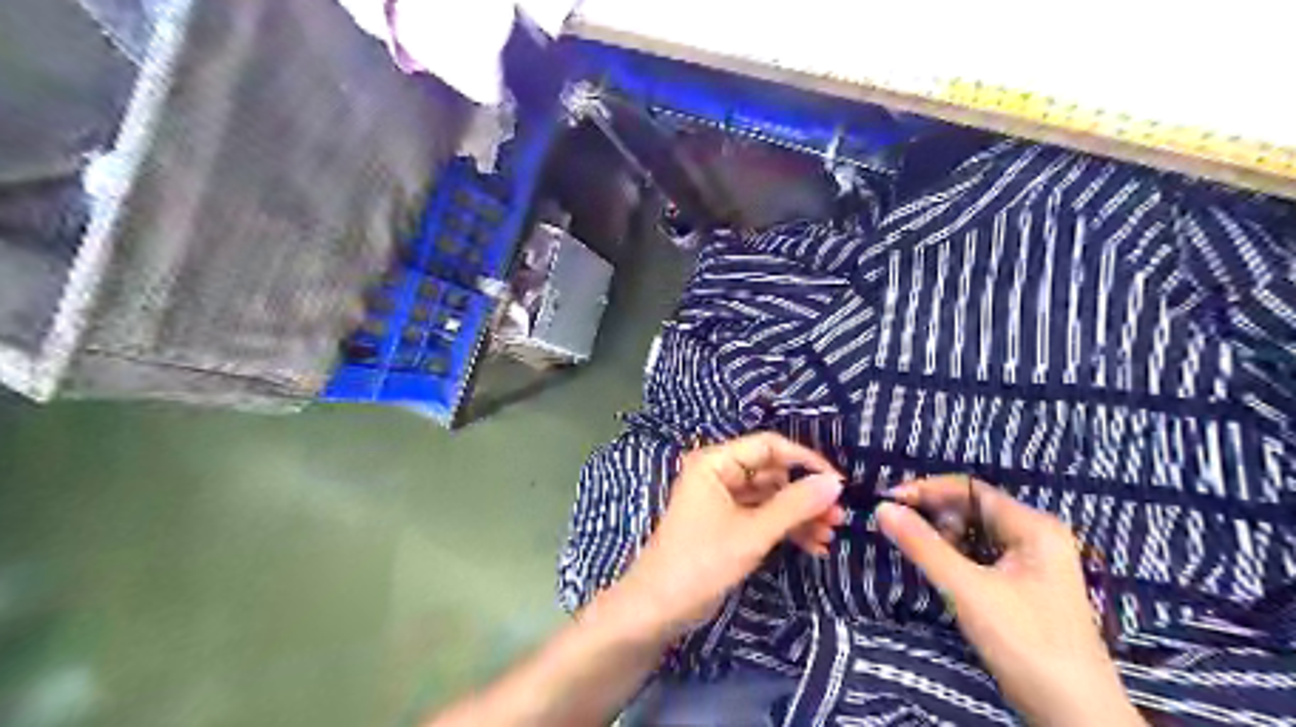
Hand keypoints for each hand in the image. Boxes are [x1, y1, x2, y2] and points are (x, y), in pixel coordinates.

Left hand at [613, 430, 846, 640]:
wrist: (658, 608)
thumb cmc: (701, 561)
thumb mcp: (752, 533)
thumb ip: (795, 505)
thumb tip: (835, 482)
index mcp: (716, 462)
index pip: (769, 446)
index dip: (805, 461)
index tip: (838, 483)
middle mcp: (719, 474)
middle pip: (772, 472)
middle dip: (805, 495)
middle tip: (838, 518)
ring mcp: (723, 500)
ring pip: (771, 497)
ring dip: (799, 515)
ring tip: (830, 536)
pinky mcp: (727, 525)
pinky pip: (763, 517)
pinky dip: (786, 529)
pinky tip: (813, 546)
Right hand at [882, 478, 1142, 725]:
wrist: (1076, 716)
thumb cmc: (1025, 643)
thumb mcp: (967, 590)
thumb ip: (923, 546)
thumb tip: (882, 509)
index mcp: (1034, 526)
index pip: (970, 489)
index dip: (927, 490)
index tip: (888, 501)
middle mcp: (1036, 536)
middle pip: (973, 508)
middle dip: (932, 513)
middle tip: (894, 524)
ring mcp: (1033, 563)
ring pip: (975, 533)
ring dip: (942, 535)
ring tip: (912, 546)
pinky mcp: (1025, 586)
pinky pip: (982, 555)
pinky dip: (955, 555)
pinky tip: (936, 565)